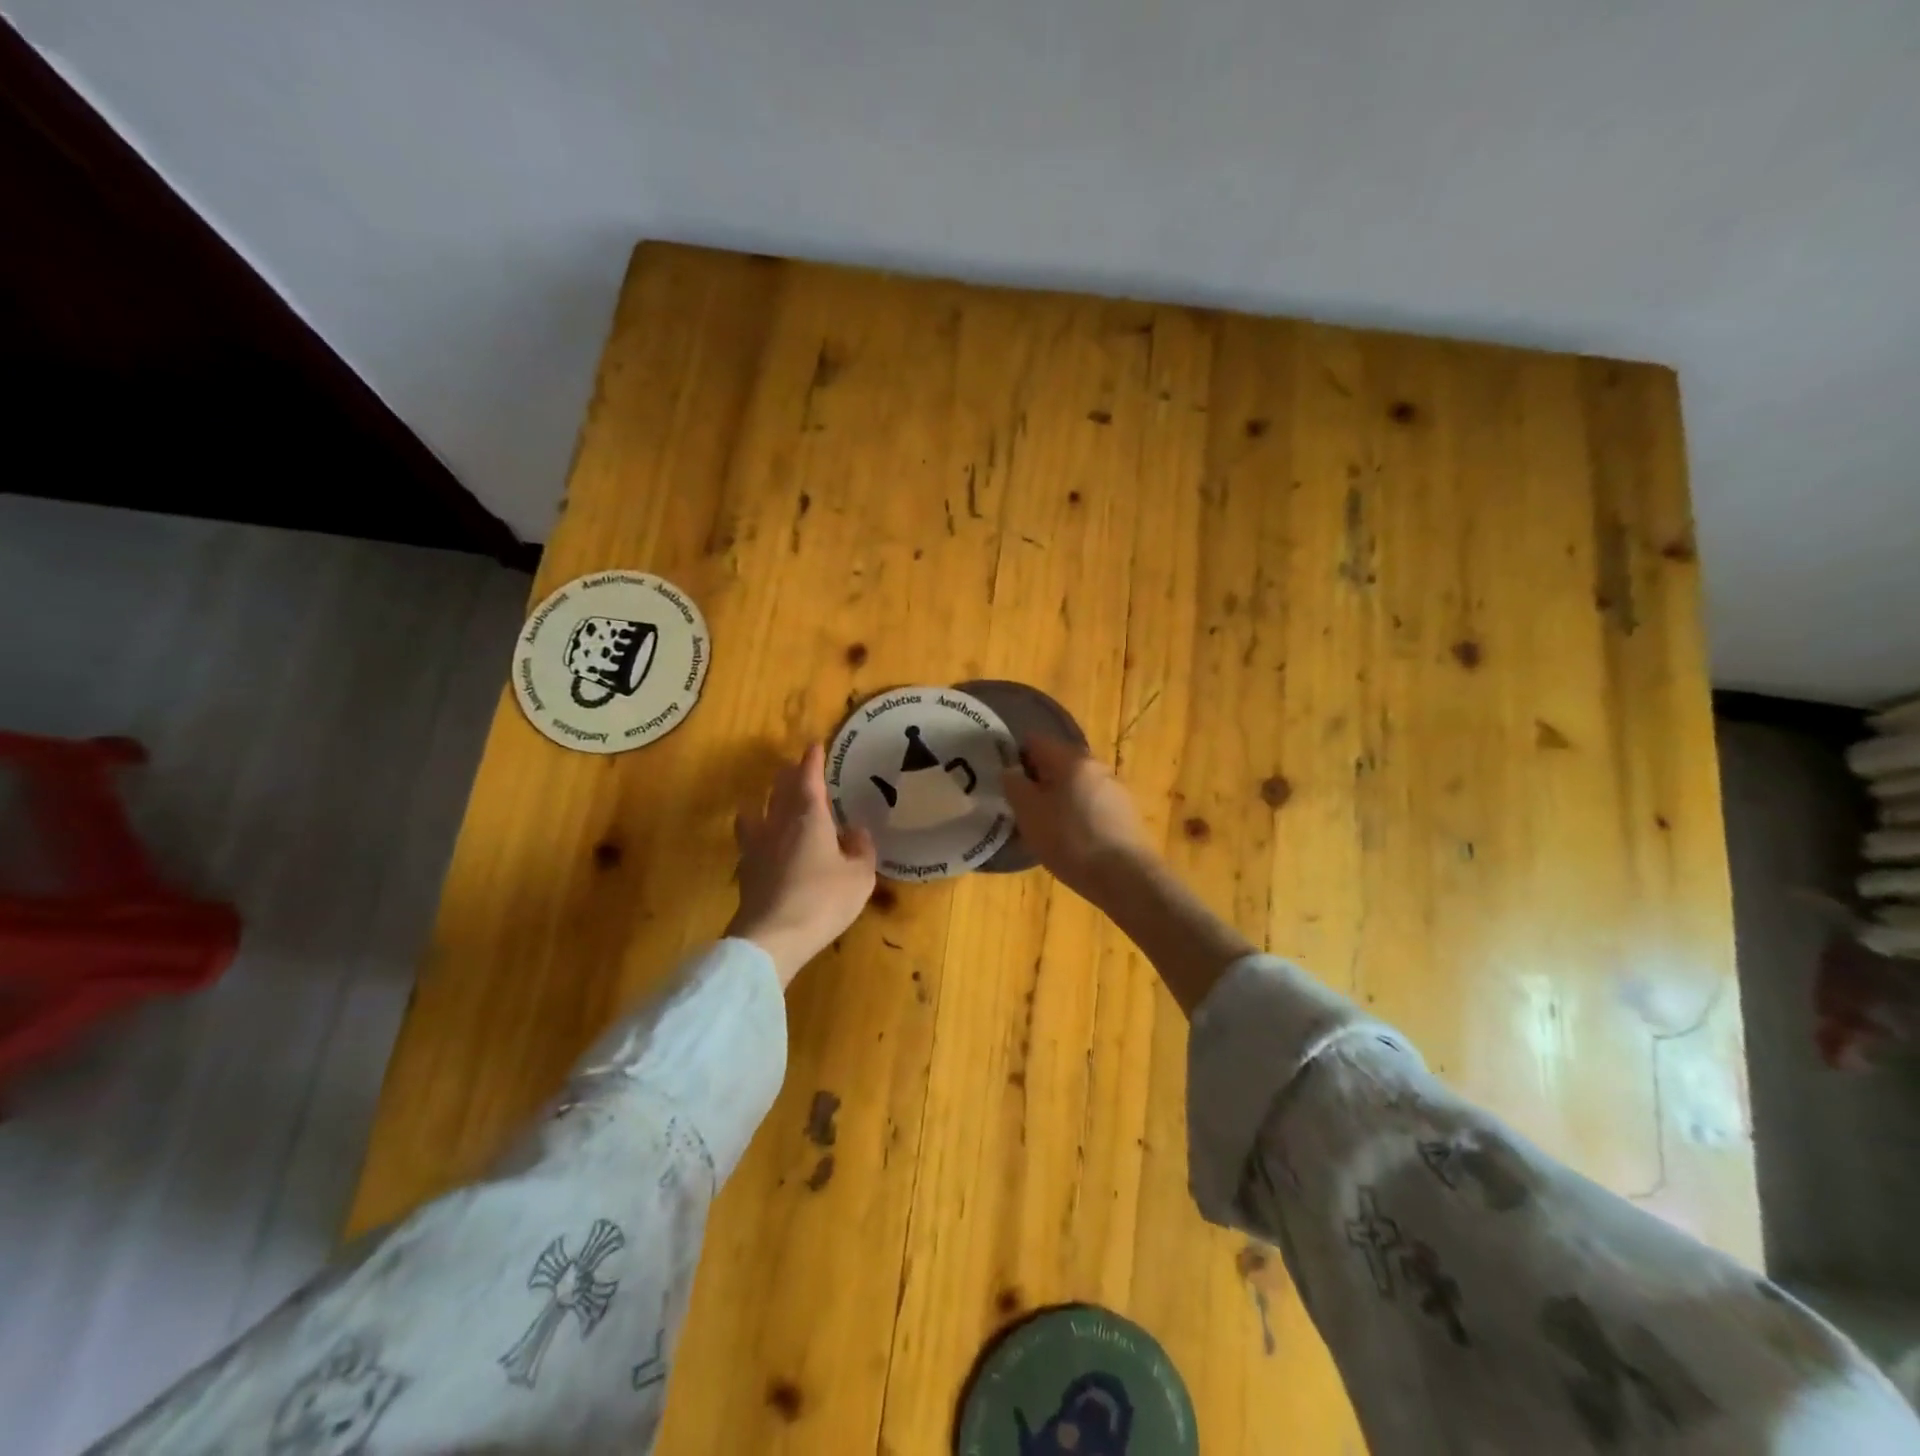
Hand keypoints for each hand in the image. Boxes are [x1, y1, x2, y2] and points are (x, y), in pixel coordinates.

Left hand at [727, 743, 877, 986]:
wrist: (772, 937)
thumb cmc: (823, 900)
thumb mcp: (859, 877)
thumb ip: (861, 849)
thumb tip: (855, 831)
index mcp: (809, 817)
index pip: (809, 778)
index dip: (812, 761)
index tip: (814, 746)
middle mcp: (779, 823)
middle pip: (780, 789)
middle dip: (790, 776)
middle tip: (797, 769)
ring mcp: (757, 846)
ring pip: (759, 810)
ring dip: (768, 799)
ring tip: (772, 799)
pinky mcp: (746, 870)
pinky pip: (749, 838)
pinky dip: (756, 830)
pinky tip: (760, 839)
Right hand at [1001, 734, 1158, 905]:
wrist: (1126, 878)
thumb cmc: (1070, 841)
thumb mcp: (1029, 814)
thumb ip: (1014, 786)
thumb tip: (1010, 771)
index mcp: (1071, 759)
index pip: (1036, 740)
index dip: (1015, 755)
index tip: (1005, 781)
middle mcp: (1096, 766)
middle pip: (1057, 763)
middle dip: (1037, 780)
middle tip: (1020, 808)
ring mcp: (1114, 789)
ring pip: (1074, 785)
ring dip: (1056, 799)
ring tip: (1043, 828)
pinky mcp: (1125, 813)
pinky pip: (1090, 804)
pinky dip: (1075, 814)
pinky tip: (1069, 840)